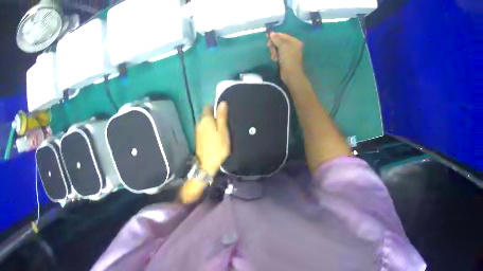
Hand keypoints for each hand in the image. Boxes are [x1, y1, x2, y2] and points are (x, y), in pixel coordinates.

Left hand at [195, 102, 229, 176]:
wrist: (207, 164)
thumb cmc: (218, 147)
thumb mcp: (223, 130)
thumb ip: (222, 116)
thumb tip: (222, 102)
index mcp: (205, 119)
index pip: (208, 107)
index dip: (215, 107)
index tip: (223, 112)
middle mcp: (199, 123)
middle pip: (206, 114)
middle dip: (213, 115)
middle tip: (224, 121)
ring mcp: (197, 131)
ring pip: (205, 122)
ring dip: (211, 123)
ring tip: (221, 129)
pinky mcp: (198, 138)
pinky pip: (204, 129)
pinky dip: (209, 129)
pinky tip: (215, 135)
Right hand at [267, 32, 304, 84]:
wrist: (291, 74)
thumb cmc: (288, 59)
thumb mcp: (283, 46)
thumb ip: (277, 39)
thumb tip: (271, 33)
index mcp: (294, 41)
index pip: (282, 35)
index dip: (274, 35)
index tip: (266, 36)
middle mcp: (292, 46)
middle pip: (279, 41)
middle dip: (273, 45)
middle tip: (270, 47)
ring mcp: (288, 52)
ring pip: (277, 48)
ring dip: (273, 51)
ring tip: (274, 56)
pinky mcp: (285, 58)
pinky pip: (277, 53)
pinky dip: (275, 56)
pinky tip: (275, 60)